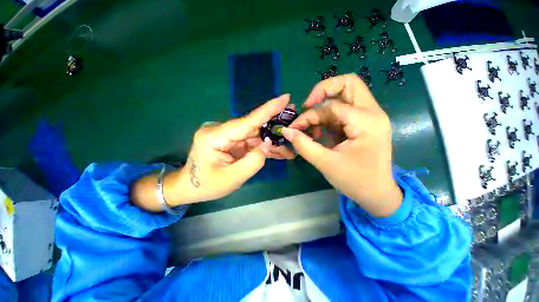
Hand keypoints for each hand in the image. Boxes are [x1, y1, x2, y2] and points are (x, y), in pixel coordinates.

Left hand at [132, 94, 295, 211]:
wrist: (189, 188)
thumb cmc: (207, 185)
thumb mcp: (232, 178)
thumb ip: (253, 161)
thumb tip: (269, 143)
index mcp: (215, 136)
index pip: (247, 121)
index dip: (268, 109)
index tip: (285, 97)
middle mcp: (221, 130)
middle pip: (254, 126)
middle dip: (275, 127)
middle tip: (294, 123)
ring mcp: (226, 135)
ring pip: (255, 135)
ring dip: (272, 141)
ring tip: (289, 146)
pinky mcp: (231, 140)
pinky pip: (251, 141)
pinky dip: (264, 147)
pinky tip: (278, 151)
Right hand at [282, 74, 401, 216]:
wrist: (377, 194)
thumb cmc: (355, 181)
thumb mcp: (325, 163)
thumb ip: (303, 144)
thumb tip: (287, 131)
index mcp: (366, 121)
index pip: (331, 105)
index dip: (309, 114)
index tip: (295, 127)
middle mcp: (371, 113)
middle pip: (347, 84)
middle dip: (323, 92)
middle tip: (307, 106)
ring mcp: (368, 117)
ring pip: (342, 98)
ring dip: (322, 110)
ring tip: (309, 129)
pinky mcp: (362, 124)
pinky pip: (342, 112)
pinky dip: (327, 119)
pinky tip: (318, 134)